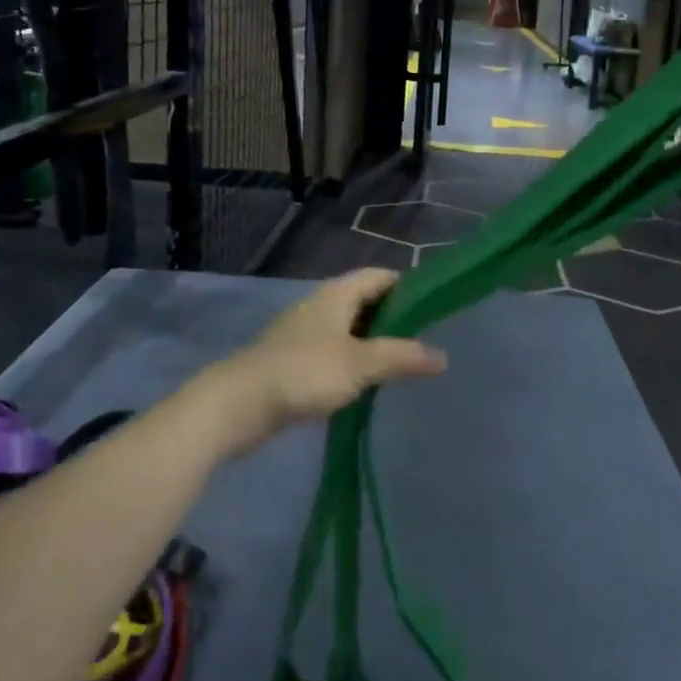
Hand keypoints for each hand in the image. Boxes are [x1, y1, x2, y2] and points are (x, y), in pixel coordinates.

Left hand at [189, 269, 447, 456]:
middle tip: (426, 340)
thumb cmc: (303, 373)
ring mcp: (304, 332)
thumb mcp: (360, 364)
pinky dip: (353, 361)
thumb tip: (442, 356)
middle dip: (394, 318)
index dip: (408, 287)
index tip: (434, 308)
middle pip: (365, 301)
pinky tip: (366, 384)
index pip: (380, 276)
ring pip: (349, 329)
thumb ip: (402, 357)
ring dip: (374, 342)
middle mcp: (320, 305)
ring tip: (403, 364)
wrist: (237, 403)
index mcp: (336, 294)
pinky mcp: (293, 359)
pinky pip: (333, 351)